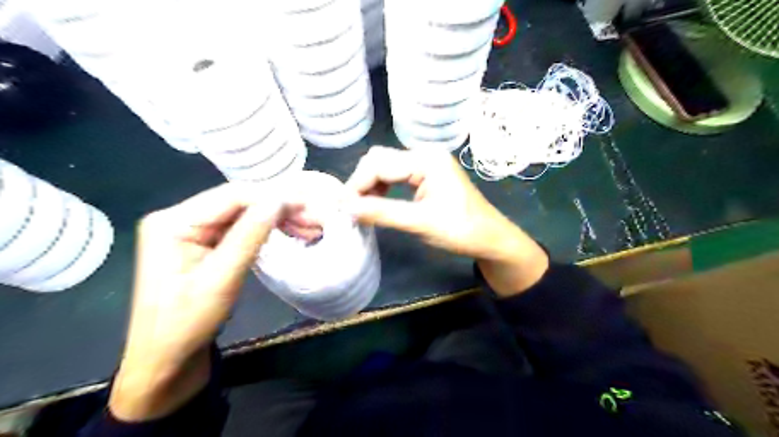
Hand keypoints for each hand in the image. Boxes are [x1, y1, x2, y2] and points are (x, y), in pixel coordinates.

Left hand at [109, 183, 310, 421]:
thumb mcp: (222, 279)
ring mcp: (191, 231)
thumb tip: (279, 201)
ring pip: (242, 215)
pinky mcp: (202, 244)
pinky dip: (265, 230)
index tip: (308, 207)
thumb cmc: (187, 323)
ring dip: (275, 219)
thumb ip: (250, 235)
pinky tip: (287, 232)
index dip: (272, 198)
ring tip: (308, 228)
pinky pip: (239, 229)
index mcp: (173, 222)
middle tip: (312, 221)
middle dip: (277, 209)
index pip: (232, 196)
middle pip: (238, 202)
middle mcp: (179, 218)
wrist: (165, 361)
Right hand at [346, 147, 546, 296]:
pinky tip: (378, 202)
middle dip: (362, 182)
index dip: (357, 184)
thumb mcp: (419, 223)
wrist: (490, 238)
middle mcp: (425, 154)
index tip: (343, 208)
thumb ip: (381, 213)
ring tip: (362, 208)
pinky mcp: (428, 173)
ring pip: (387, 166)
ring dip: (371, 185)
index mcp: (426, 160)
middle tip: (351, 209)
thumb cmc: (460, 231)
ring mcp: (427, 162)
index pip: (379, 164)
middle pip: (380, 159)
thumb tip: (346, 209)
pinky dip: (383, 187)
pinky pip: (397, 174)